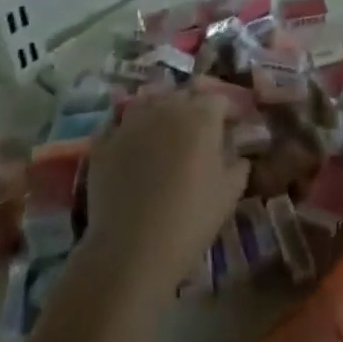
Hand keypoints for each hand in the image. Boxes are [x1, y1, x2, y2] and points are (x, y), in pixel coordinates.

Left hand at [84, 91, 248, 293]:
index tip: (232, 128)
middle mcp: (165, 108)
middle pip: (183, 95)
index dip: (227, 112)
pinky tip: (134, 149)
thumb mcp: (231, 192)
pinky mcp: (104, 140)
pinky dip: (131, 131)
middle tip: (201, 133)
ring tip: (166, 137)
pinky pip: (121, 124)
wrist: (133, 246)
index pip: (218, 98)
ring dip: (161, 114)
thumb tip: (236, 155)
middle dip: (194, 107)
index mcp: (201, 115)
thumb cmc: (192, 217)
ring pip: (150, 104)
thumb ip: (238, 164)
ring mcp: (130, 121)